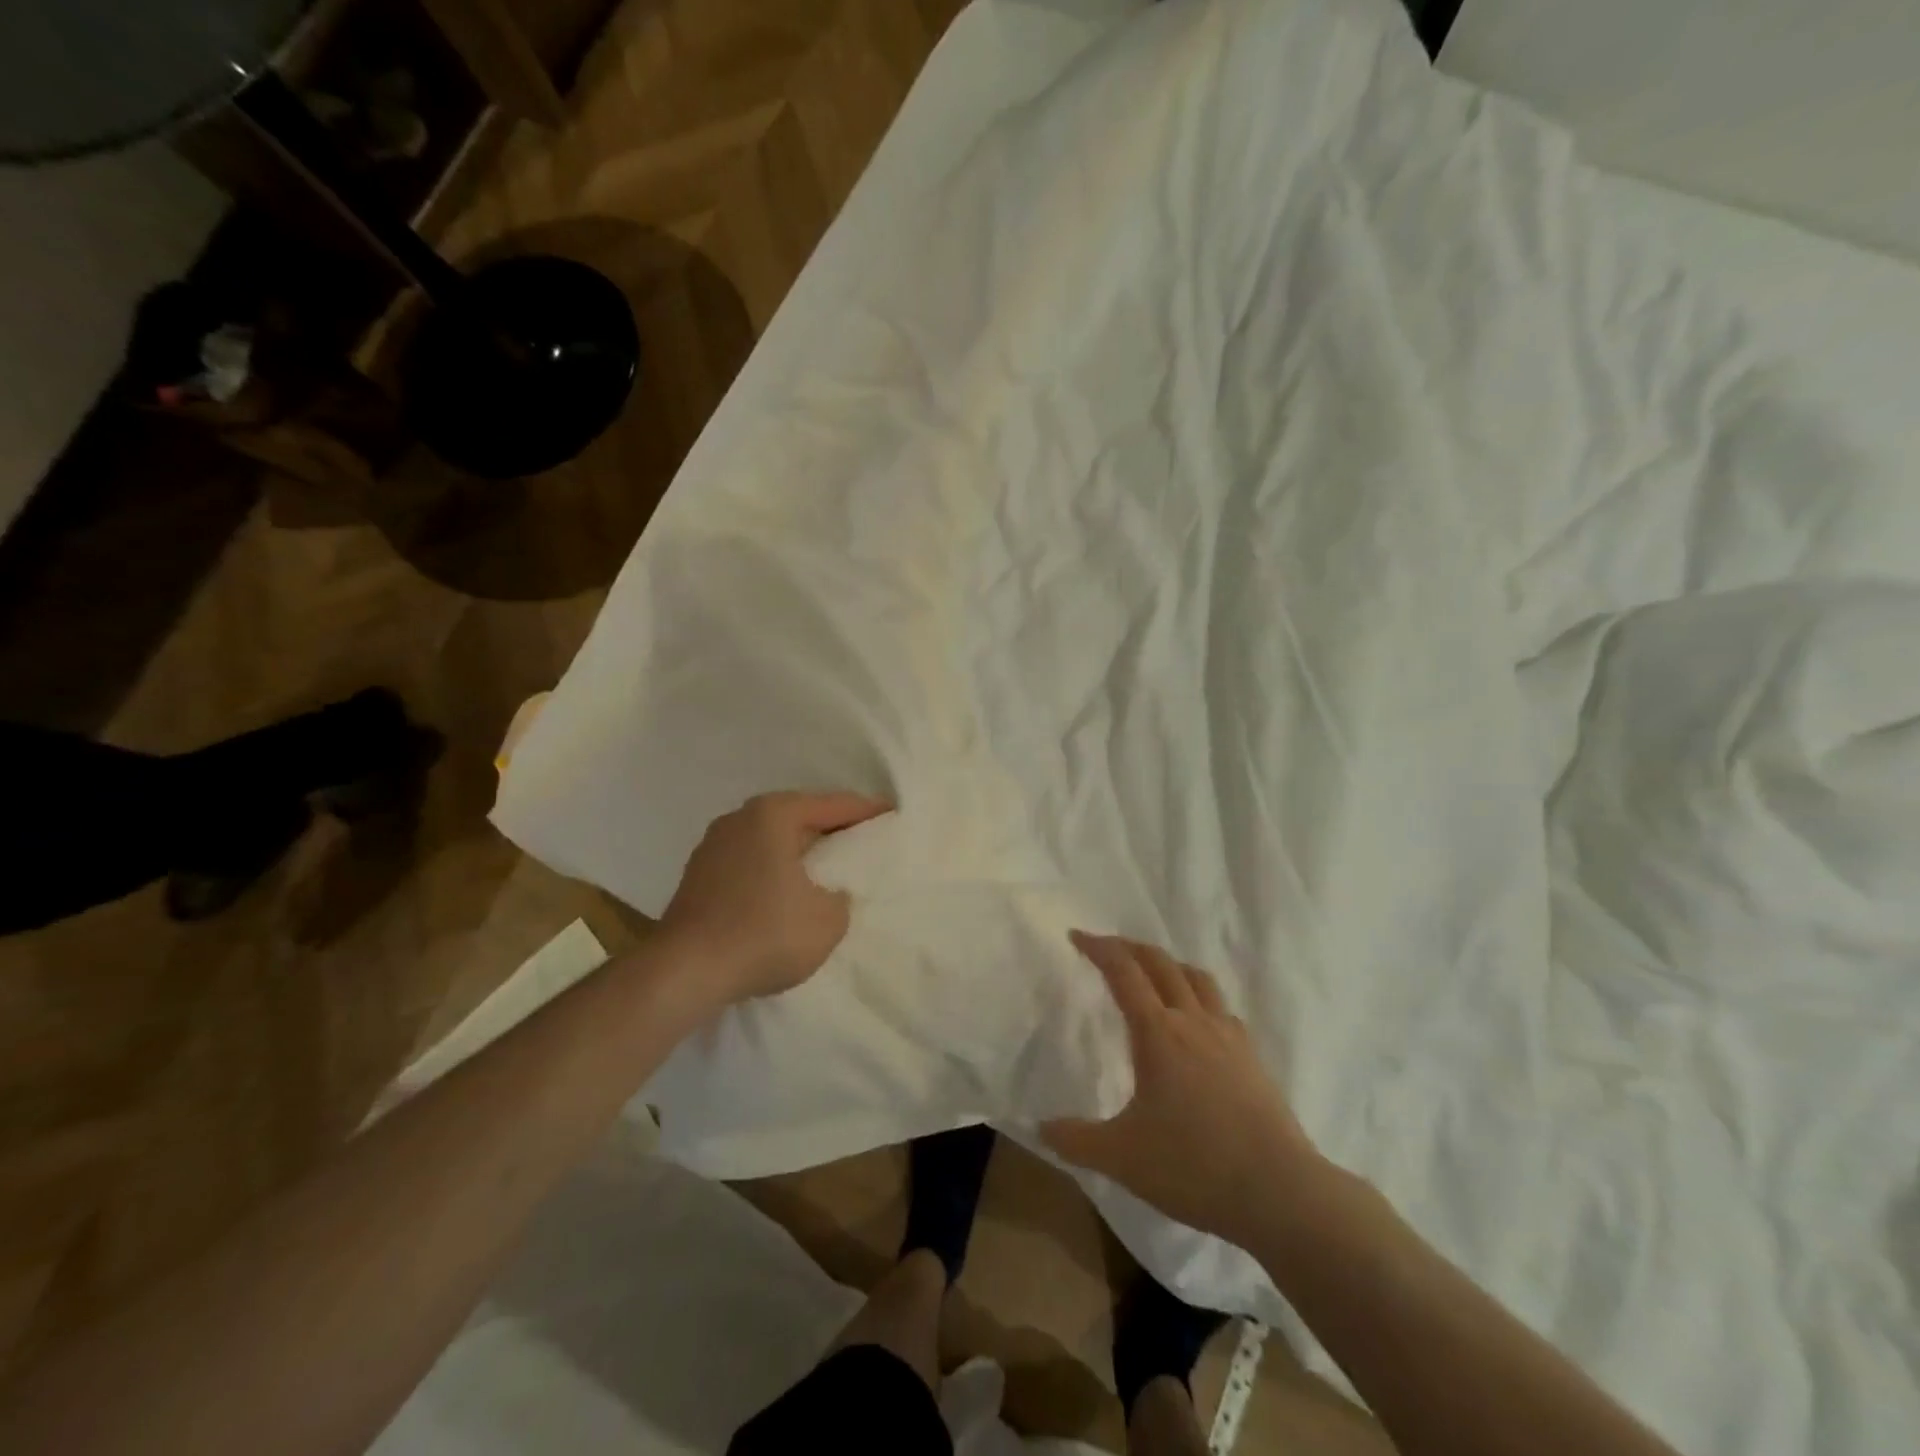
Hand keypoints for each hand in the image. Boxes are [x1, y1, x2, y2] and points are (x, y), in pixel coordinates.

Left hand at [659, 790, 890, 1003]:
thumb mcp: (829, 919)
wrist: (685, 972)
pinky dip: (774, 868)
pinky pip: (751, 860)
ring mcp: (713, 845)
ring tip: (828, 867)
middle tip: (863, 840)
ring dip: (800, 850)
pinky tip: (787, 890)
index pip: (834, 805)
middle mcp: (740, 818)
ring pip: (772, 838)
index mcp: (774, 814)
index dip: (868, 811)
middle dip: (832, 828)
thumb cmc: (765, 933)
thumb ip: (840, 896)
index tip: (893, 814)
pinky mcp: (698, 875)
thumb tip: (827, 892)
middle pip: (800, 816)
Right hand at [1041, 933, 1321, 1245]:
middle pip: (1161, 963)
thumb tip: (1040, 1128)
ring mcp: (1228, 1036)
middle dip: (1130, 947)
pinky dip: (1199, 995)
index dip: (1099, 949)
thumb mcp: (1121, 1157)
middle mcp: (1193, 1021)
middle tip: (1107, 947)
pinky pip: (1220, 1007)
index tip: (1077, 936)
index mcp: (1158, 1033)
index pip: (1124, 973)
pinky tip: (1196, 1020)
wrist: (1280, 1192)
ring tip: (1152, 973)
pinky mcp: (1251, 1057)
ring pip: (1196, 978)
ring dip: (1168, 964)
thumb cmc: (1193, 1166)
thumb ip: (1075, 1140)